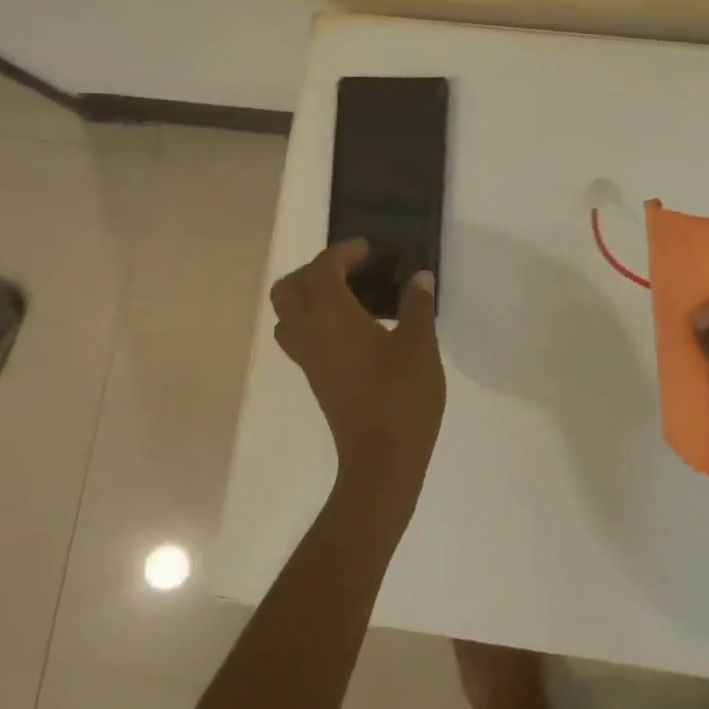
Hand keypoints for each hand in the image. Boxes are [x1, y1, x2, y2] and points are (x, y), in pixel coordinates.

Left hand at [270, 239, 445, 514]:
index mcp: (331, 317)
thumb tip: (419, 277)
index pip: (323, 269)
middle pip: (288, 290)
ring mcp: (309, 360)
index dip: (343, 253)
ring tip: (351, 296)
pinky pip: (302, 336)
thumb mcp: (419, 345)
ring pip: (289, 315)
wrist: (382, 459)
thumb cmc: (401, 396)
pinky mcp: (316, 379)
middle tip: (352, 270)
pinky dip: (318, 319)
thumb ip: (417, 306)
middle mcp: (309, 333)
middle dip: (315, 271)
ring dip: (310, 296)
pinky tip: (357, 327)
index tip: (369, 249)